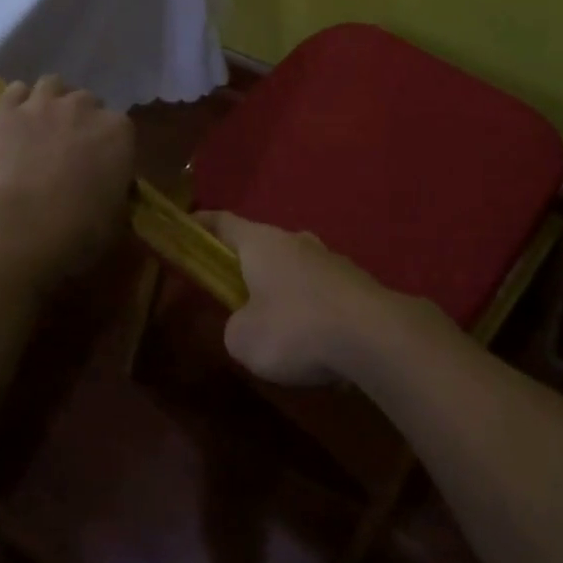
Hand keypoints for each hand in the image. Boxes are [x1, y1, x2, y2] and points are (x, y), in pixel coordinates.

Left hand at [0, 75, 134, 273]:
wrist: (20, 230)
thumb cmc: (79, 230)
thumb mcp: (116, 218)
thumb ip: (117, 194)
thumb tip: (113, 192)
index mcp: (118, 132)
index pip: (121, 127)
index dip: (110, 145)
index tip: (103, 164)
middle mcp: (83, 107)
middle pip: (87, 101)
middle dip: (82, 120)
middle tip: (71, 148)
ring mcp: (42, 105)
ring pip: (52, 85)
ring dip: (52, 101)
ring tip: (43, 125)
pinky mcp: (5, 112)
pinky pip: (14, 91)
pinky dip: (18, 101)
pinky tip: (15, 120)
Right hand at [195, 211, 426, 384]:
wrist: (375, 336)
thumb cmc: (296, 329)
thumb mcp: (244, 340)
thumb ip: (234, 326)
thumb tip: (246, 322)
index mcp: (261, 243)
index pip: (223, 222)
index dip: (202, 223)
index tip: (187, 225)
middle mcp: (296, 241)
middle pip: (261, 245)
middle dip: (246, 264)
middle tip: (233, 291)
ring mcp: (330, 259)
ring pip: (295, 267)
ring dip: (282, 288)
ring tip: (278, 326)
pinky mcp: (357, 282)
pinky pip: (322, 291)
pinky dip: (311, 308)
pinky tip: (314, 340)